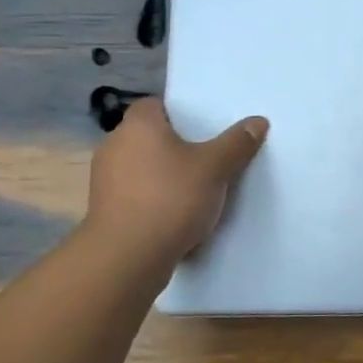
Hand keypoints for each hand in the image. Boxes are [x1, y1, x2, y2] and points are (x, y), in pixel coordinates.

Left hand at [82, 98, 268, 261]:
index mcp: (137, 125)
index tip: (205, 126)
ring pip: (143, 166)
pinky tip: (178, 214)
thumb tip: (257, 121)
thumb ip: (237, 143)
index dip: (181, 112)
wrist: (127, 258)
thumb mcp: (215, 168)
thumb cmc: (171, 198)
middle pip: (151, 136)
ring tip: (198, 187)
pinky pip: (137, 194)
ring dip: (165, 174)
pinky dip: (155, 199)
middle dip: (177, 145)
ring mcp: (105, 180)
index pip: (156, 104)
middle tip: (210, 155)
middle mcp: (114, 145)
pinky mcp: (105, 210)